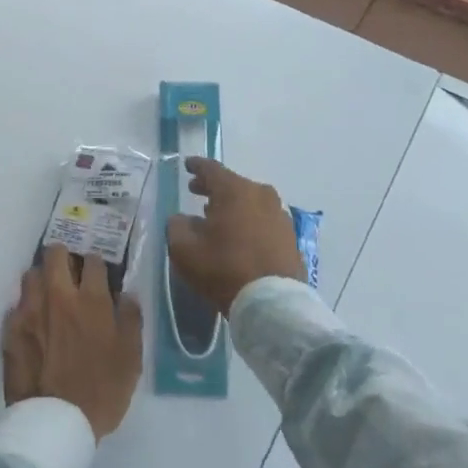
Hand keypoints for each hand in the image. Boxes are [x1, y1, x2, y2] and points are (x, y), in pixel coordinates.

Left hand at [1, 246, 143, 440]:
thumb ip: (130, 320)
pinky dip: (25, 308)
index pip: (93, 261)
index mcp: (91, 300)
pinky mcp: (10, 328)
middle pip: (55, 254)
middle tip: (68, 272)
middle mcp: (59, 296)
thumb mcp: (131, 359)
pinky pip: (17, 305)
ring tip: (47, 294)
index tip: (97, 274)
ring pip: (31, 274)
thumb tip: (126, 294)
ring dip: (41, 279)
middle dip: (63, 257)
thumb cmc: (101, 391)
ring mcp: (31, 310)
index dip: (96, 264)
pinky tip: (32, 323)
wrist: (55, 422)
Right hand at [165, 158, 305, 316]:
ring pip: (250, 201)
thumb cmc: (224, 269)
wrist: (272, 302)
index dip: (196, 166)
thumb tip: (181, 219)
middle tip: (196, 191)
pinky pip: (263, 219)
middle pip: (232, 184)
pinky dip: (249, 221)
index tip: (187, 165)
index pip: (211, 169)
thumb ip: (177, 226)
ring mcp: (279, 214)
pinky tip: (240, 236)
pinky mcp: (290, 236)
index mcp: (234, 190)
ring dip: (233, 206)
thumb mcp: (185, 249)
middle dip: (213, 188)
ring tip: (217, 217)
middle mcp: (260, 194)